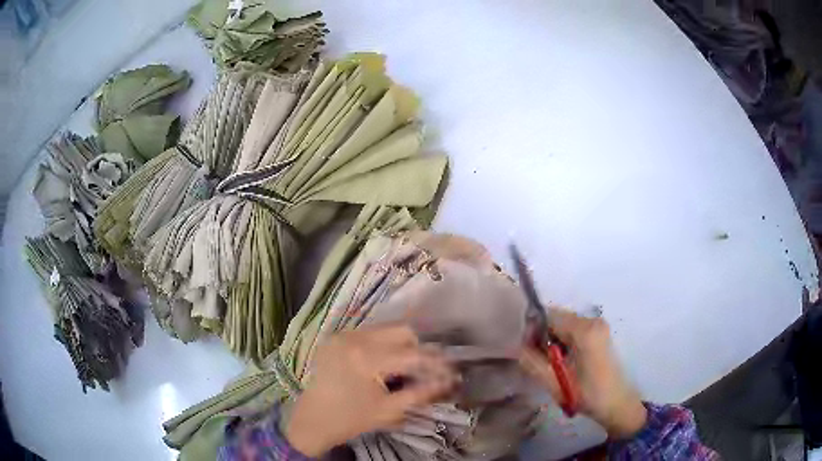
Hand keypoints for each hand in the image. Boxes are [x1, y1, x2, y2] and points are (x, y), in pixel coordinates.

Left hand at [285, 325, 457, 455]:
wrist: (312, 419)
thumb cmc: (351, 419)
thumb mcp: (389, 410)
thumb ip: (421, 393)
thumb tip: (449, 382)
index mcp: (366, 359)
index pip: (413, 354)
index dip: (437, 362)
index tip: (452, 370)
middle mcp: (354, 338)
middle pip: (401, 330)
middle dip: (419, 347)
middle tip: (426, 368)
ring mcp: (343, 335)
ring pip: (386, 328)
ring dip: (402, 344)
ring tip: (406, 366)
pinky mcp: (336, 337)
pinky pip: (369, 333)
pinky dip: (383, 344)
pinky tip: (385, 363)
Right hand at [519, 308, 646, 438]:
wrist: (616, 403)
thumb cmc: (586, 394)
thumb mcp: (554, 382)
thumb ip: (532, 362)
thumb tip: (519, 346)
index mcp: (584, 330)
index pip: (548, 316)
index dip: (533, 330)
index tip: (527, 351)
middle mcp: (592, 320)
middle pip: (557, 318)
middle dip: (543, 336)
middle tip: (538, 361)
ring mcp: (599, 325)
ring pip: (564, 324)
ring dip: (553, 340)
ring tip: (551, 364)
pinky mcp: (600, 332)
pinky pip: (574, 329)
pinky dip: (564, 341)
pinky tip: (564, 361)